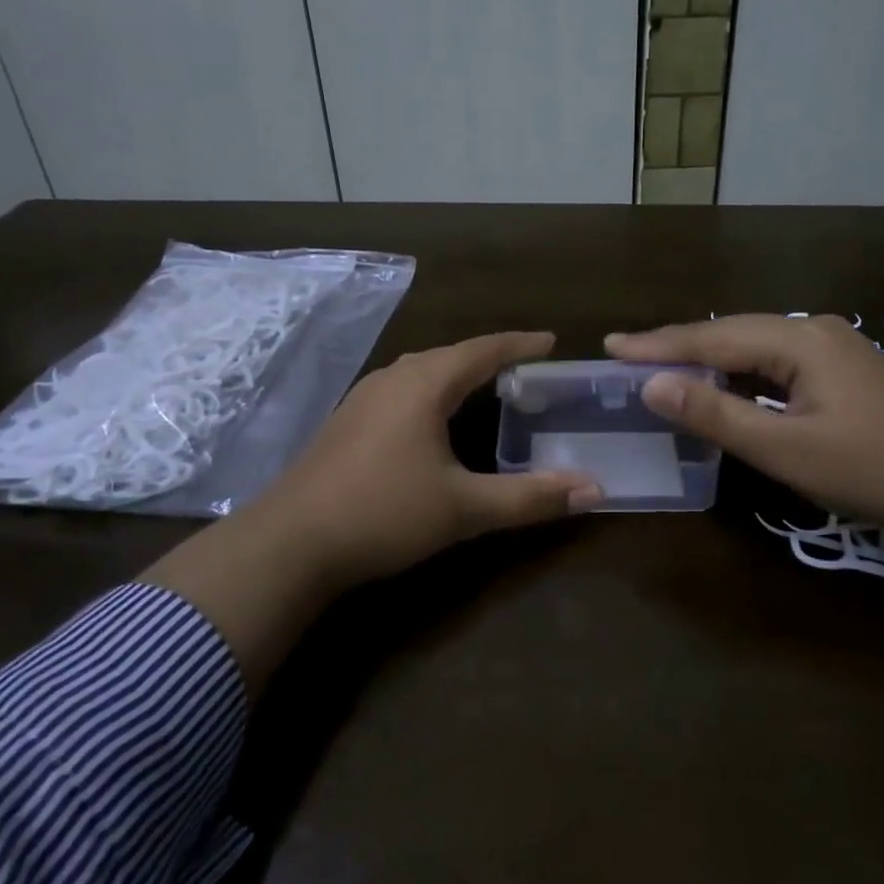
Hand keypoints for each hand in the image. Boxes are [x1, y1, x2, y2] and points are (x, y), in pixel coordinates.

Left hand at [146, 332, 601, 689]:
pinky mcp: (346, 421)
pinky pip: (401, 390)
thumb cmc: (383, 513)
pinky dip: (430, 392)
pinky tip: (431, 418)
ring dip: (456, 373)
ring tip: (485, 387)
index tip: (551, 341)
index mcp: (424, 384)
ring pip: (422, 371)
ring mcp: (363, 398)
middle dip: (490, 357)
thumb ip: (530, 498)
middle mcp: (393, 378)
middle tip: (526, 368)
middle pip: (451, 355)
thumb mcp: (464, 508)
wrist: (289, 542)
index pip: (483, 350)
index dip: (520, 344)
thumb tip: (594, 489)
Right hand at [606, 315, 883, 538]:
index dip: (658, 344)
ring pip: (753, 346)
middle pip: (730, 333)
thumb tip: (653, 386)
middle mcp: (814, 331)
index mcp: (799, 340)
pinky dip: (740, 373)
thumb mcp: (787, 448)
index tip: (610, 345)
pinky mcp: (844, 371)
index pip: (712, 339)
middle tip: (627, 354)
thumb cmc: (875, 469)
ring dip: (708, 358)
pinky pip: (776, 361)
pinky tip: (723, 385)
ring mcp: (834, 348)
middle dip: (677, 345)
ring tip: (661, 365)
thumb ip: (717, 416)